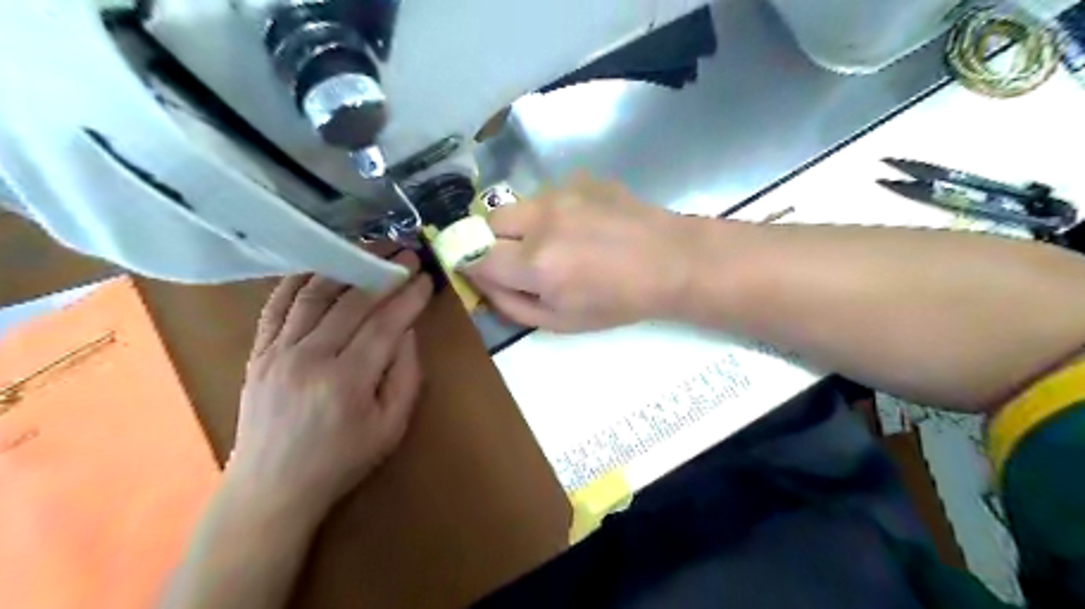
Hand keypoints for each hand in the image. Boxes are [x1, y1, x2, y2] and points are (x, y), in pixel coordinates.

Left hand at [226, 252, 431, 517]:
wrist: (272, 487)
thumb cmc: (341, 460)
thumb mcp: (391, 427)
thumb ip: (406, 376)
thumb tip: (407, 331)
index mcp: (347, 381)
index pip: (385, 323)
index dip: (409, 297)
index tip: (426, 277)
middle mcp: (309, 358)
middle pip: (352, 302)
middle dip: (383, 272)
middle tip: (405, 252)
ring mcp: (277, 352)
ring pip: (314, 294)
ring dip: (345, 265)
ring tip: (369, 248)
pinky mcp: (258, 352)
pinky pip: (277, 305)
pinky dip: (299, 279)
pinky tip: (320, 264)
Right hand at [463, 170, 695, 332]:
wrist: (671, 262)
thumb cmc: (619, 302)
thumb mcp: (561, 322)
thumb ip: (511, 305)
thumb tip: (481, 284)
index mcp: (536, 264)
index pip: (476, 256)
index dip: (475, 266)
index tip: (487, 273)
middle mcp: (542, 221)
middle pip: (489, 221)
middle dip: (496, 242)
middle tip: (523, 259)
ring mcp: (563, 193)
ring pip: (519, 205)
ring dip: (525, 225)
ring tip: (561, 242)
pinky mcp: (582, 179)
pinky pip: (549, 195)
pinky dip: (553, 212)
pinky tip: (584, 225)